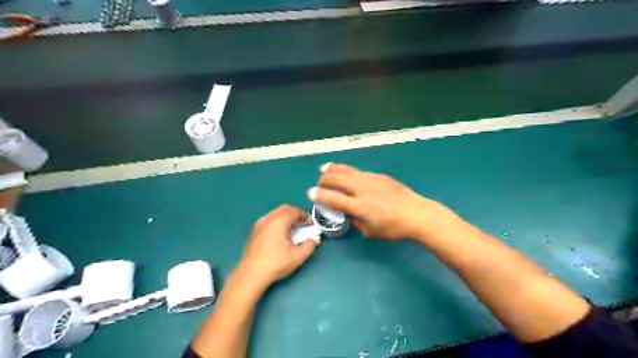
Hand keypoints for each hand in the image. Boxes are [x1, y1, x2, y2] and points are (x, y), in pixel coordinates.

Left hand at [237, 205, 319, 290]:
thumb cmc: (275, 263)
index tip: (311, 224)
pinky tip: (280, 234)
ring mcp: (259, 224)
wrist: (251, 274)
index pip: (295, 211)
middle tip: (303, 223)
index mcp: (279, 221)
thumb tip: (314, 240)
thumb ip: (309, 246)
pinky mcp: (254, 231)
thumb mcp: (297, 256)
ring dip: (286, 217)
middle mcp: (268, 218)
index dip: (305, 216)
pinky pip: (269, 219)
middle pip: (284, 208)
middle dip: (295, 213)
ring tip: (293, 229)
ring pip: (275, 213)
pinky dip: (277, 221)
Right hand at [308, 163, 452, 240]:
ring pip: (347, 170)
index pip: (334, 198)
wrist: (417, 214)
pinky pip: (358, 171)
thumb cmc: (394, 228)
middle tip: (319, 182)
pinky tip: (345, 171)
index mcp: (359, 206)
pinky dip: (347, 170)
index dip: (319, 195)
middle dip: (324, 179)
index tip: (310, 193)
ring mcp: (371, 180)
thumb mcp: (371, 231)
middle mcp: (362, 190)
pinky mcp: (379, 176)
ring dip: (333, 169)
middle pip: (337, 179)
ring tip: (324, 168)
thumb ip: (356, 220)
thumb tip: (348, 212)